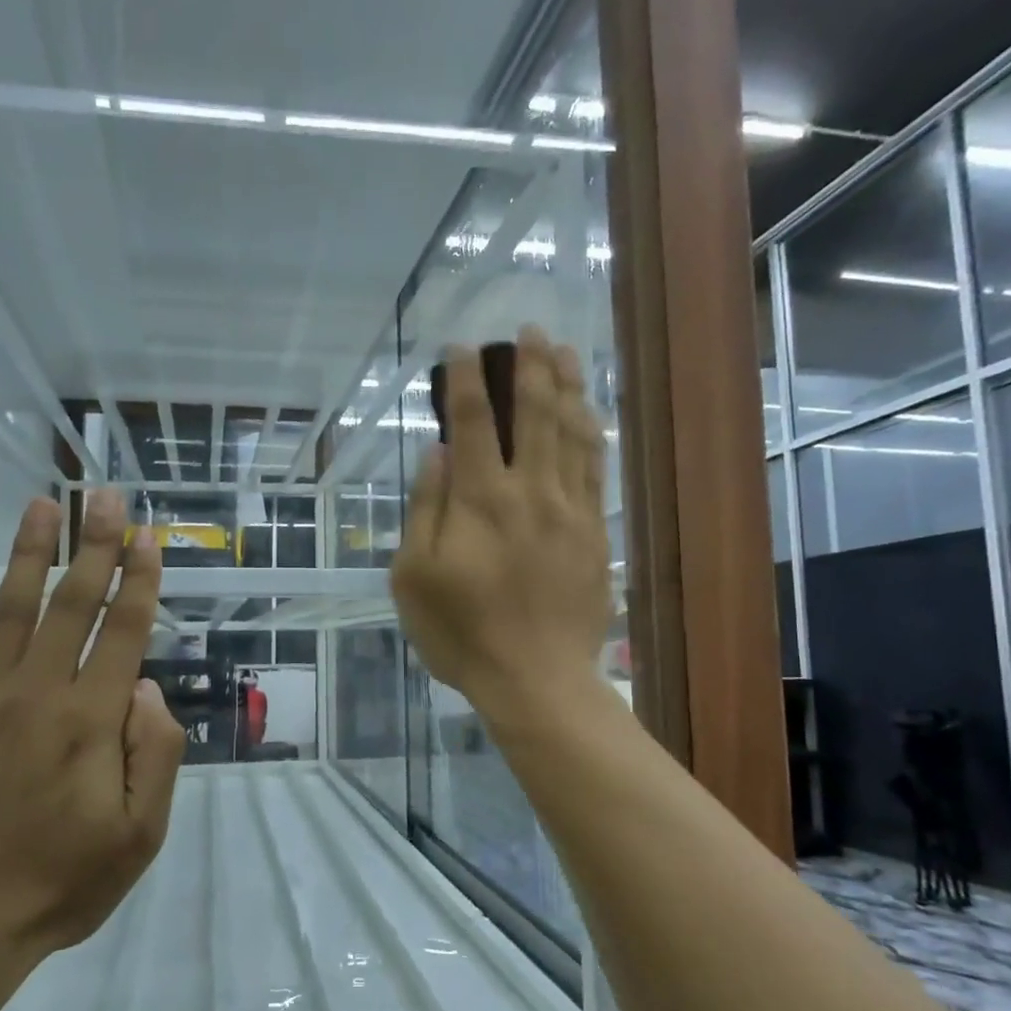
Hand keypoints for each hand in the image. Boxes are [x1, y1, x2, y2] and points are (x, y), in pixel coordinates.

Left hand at [0, 491, 187, 965]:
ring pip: (11, 609)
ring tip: (43, 504)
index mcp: (90, 722)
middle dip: (94, 545)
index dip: (138, 580)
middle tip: (103, 495)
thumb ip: (155, 755)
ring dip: (30, 552)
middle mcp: (36, 694)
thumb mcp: (139, 835)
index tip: (147, 537)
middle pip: (72, 604)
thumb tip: (146, 688)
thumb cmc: (61, 881)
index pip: (122, 632)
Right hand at [391, 327, 613, 720]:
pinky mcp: (595, 530)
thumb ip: (425, 509)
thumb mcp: (413, 577)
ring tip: (563, 349)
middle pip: (534, 412)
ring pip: (572, 431)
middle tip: (527, 330)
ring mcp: (570, 509)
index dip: (464, 379)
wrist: (536, 679)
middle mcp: (529, 492)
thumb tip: (438, 452)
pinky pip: (596, 467)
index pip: (470, 422)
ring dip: (567, 384)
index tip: (461, 348)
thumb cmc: (462, 633)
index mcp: (480, 501)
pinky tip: (588, 410)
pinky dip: (591, 431)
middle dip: (529, 365)